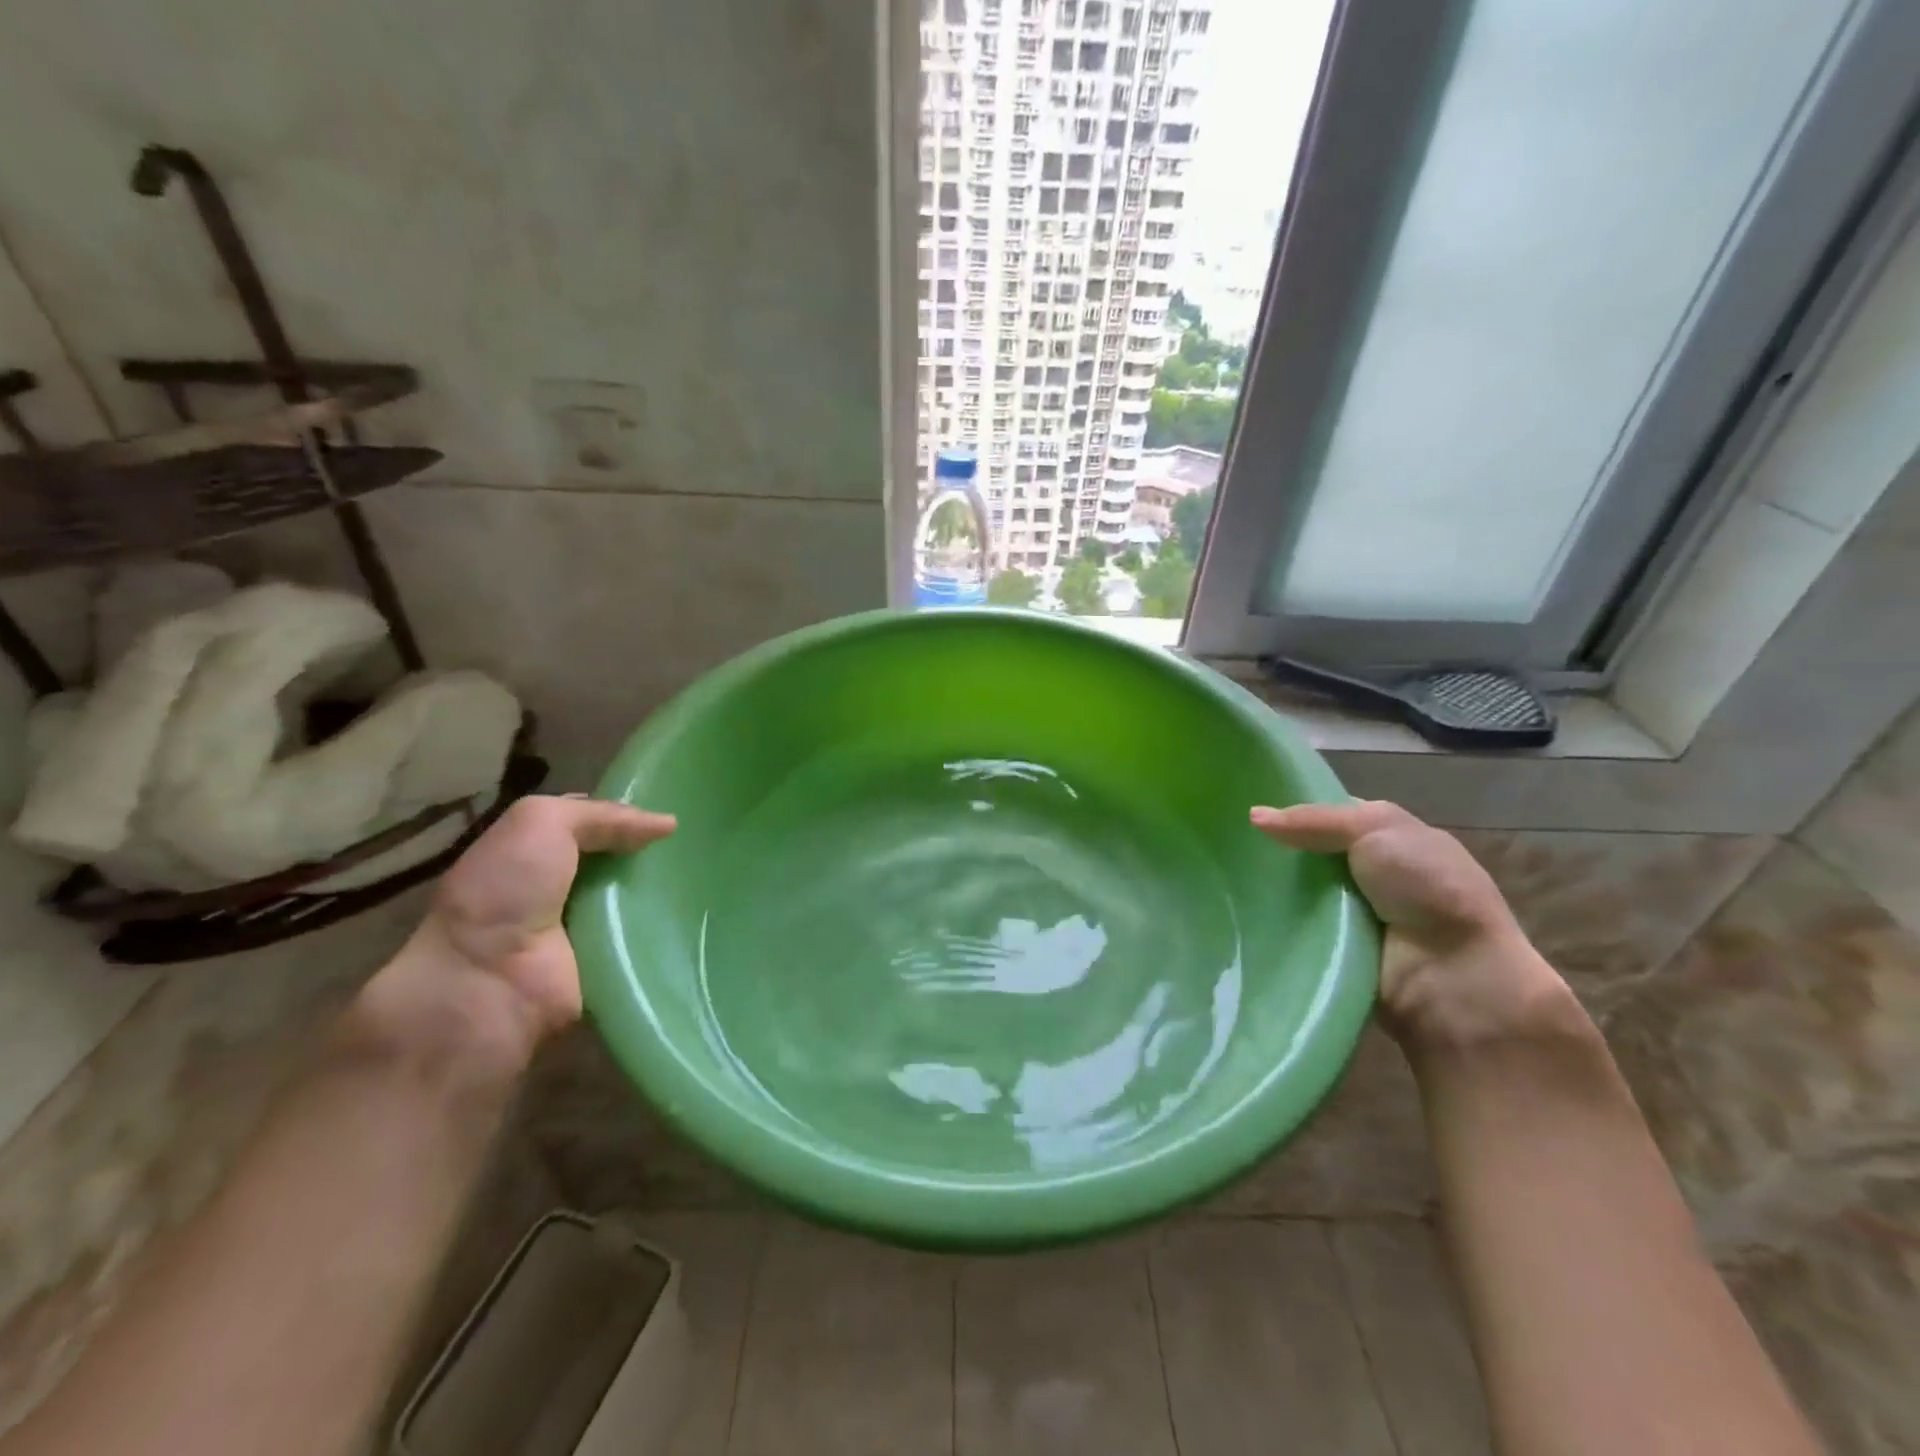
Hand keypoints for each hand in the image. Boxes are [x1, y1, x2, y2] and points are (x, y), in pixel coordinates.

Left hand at [354, 796, 674, 1073]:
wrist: (487, 982)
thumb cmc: (506, 892)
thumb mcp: (541, 823)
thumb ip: (603, 815)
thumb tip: (667, 824)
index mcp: (537, 851)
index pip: (597, 824)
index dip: (631, 815)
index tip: (675, 809)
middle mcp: (563, 888)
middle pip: (625, 862)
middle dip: (658, 853)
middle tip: (706, 842)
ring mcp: (588, 929)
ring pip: (643, 900)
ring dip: (670, 892)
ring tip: (715, 875)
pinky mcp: (610, 964)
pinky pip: (652, 940)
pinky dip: (672, 931)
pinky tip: (702, 915)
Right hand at [1252, 800, 1580, 1052]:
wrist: (1457, 978)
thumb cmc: (1427, 888)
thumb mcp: (1377, 829)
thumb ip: (1315, 819)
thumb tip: (1253, 817)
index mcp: (1389, 837)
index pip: (1329, 816)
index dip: (1292, 812)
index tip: (1247, 813)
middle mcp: (1370, 873)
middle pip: (1307, 855)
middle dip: (1274, 852)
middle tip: (1224, 847)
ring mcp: (1352, 916)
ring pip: (1296, 893)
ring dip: (1269, 890)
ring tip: (1219, 880)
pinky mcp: (1334, 952)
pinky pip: (1294, 931)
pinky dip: (1273, 924)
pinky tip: (1239, 914)